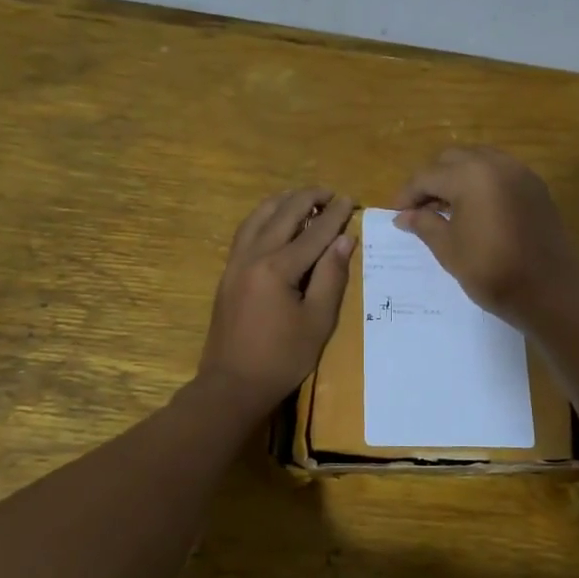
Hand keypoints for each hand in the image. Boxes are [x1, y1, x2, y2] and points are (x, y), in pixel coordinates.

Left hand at [199, 188, 354, 409]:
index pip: (313, 232)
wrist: (232, 384)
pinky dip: (263, 217)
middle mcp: (252, 256)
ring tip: (301, 197)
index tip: (350, 199)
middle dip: (307, 199)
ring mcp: (235, 263)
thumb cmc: (282, 358)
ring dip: (282, 202)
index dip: (334, 214)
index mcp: (277, 268)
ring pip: (258, 217)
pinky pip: (246, 232)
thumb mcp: (317, 321)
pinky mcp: (227, 273)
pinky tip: (273, 219)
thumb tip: (344, 240)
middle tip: (329, 193)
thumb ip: (331, 277)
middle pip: (282, 214)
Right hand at [392, 147, 578, 331]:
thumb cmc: (492, 271)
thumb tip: (404, 216)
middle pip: (452, 159)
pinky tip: (474, 209)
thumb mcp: (449, 249)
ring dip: (456, 177)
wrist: (550, 291)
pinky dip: (481, 182)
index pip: (427, 176)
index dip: (407, 194)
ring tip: (445, 208)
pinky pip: (500, 172)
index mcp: (470, 175)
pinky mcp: (536, 187)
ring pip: (478, 160)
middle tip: (419, 209)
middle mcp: (496, 163)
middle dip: (431, 180)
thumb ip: (424, 224)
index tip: (395, 213)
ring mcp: (520, 173)